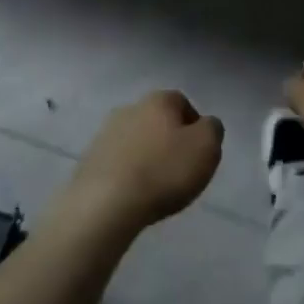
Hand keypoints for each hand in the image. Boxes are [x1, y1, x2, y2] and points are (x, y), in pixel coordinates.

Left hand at [56, 90, 221, 236]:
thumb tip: (205, 125)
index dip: (195, 126)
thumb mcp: (206, 147)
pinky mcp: (90, 159)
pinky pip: (118, 161)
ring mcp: (105, 133)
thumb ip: (212, 129)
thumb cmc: (163, 171)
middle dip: (169, 140)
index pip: (182, 102)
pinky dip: (129, 173)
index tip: (200, 152)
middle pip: (157, 120)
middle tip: (180, 170)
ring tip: (157, 186)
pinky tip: (135, 194)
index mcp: (158, 100)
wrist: (106, 203)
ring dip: (147, 156)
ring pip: (136, 140)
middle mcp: (129, 108)